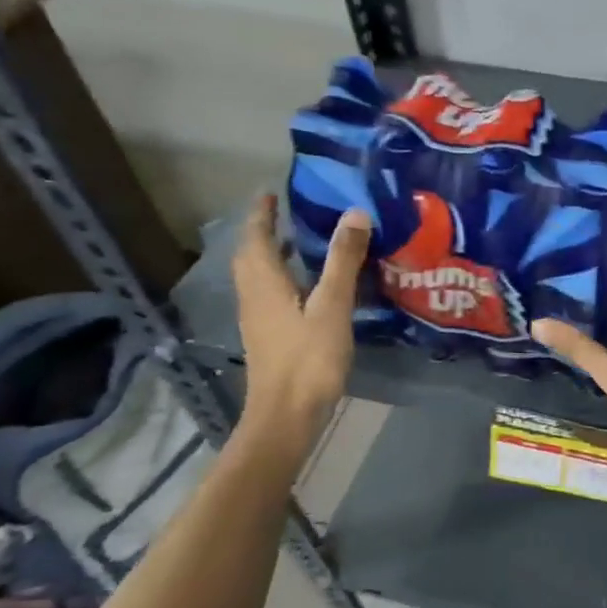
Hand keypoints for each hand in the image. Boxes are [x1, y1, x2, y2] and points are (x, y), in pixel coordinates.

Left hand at [232, 194, 370, 441]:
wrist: (286, 415)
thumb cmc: (308, 358)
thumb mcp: (332, 305)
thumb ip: (343, 260)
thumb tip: (355, 213)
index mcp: (264, 283)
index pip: (256, 237)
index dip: (262, 213)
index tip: (271, 192)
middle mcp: (254, 296)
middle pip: (251, 256)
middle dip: (264, 233)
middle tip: (288, 215)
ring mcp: (259, 319)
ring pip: (259, 277)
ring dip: (274, 256)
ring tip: (301, 245)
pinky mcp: (269, 337)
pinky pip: (270, 295)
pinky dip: (284, 279)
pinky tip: (309, 288)